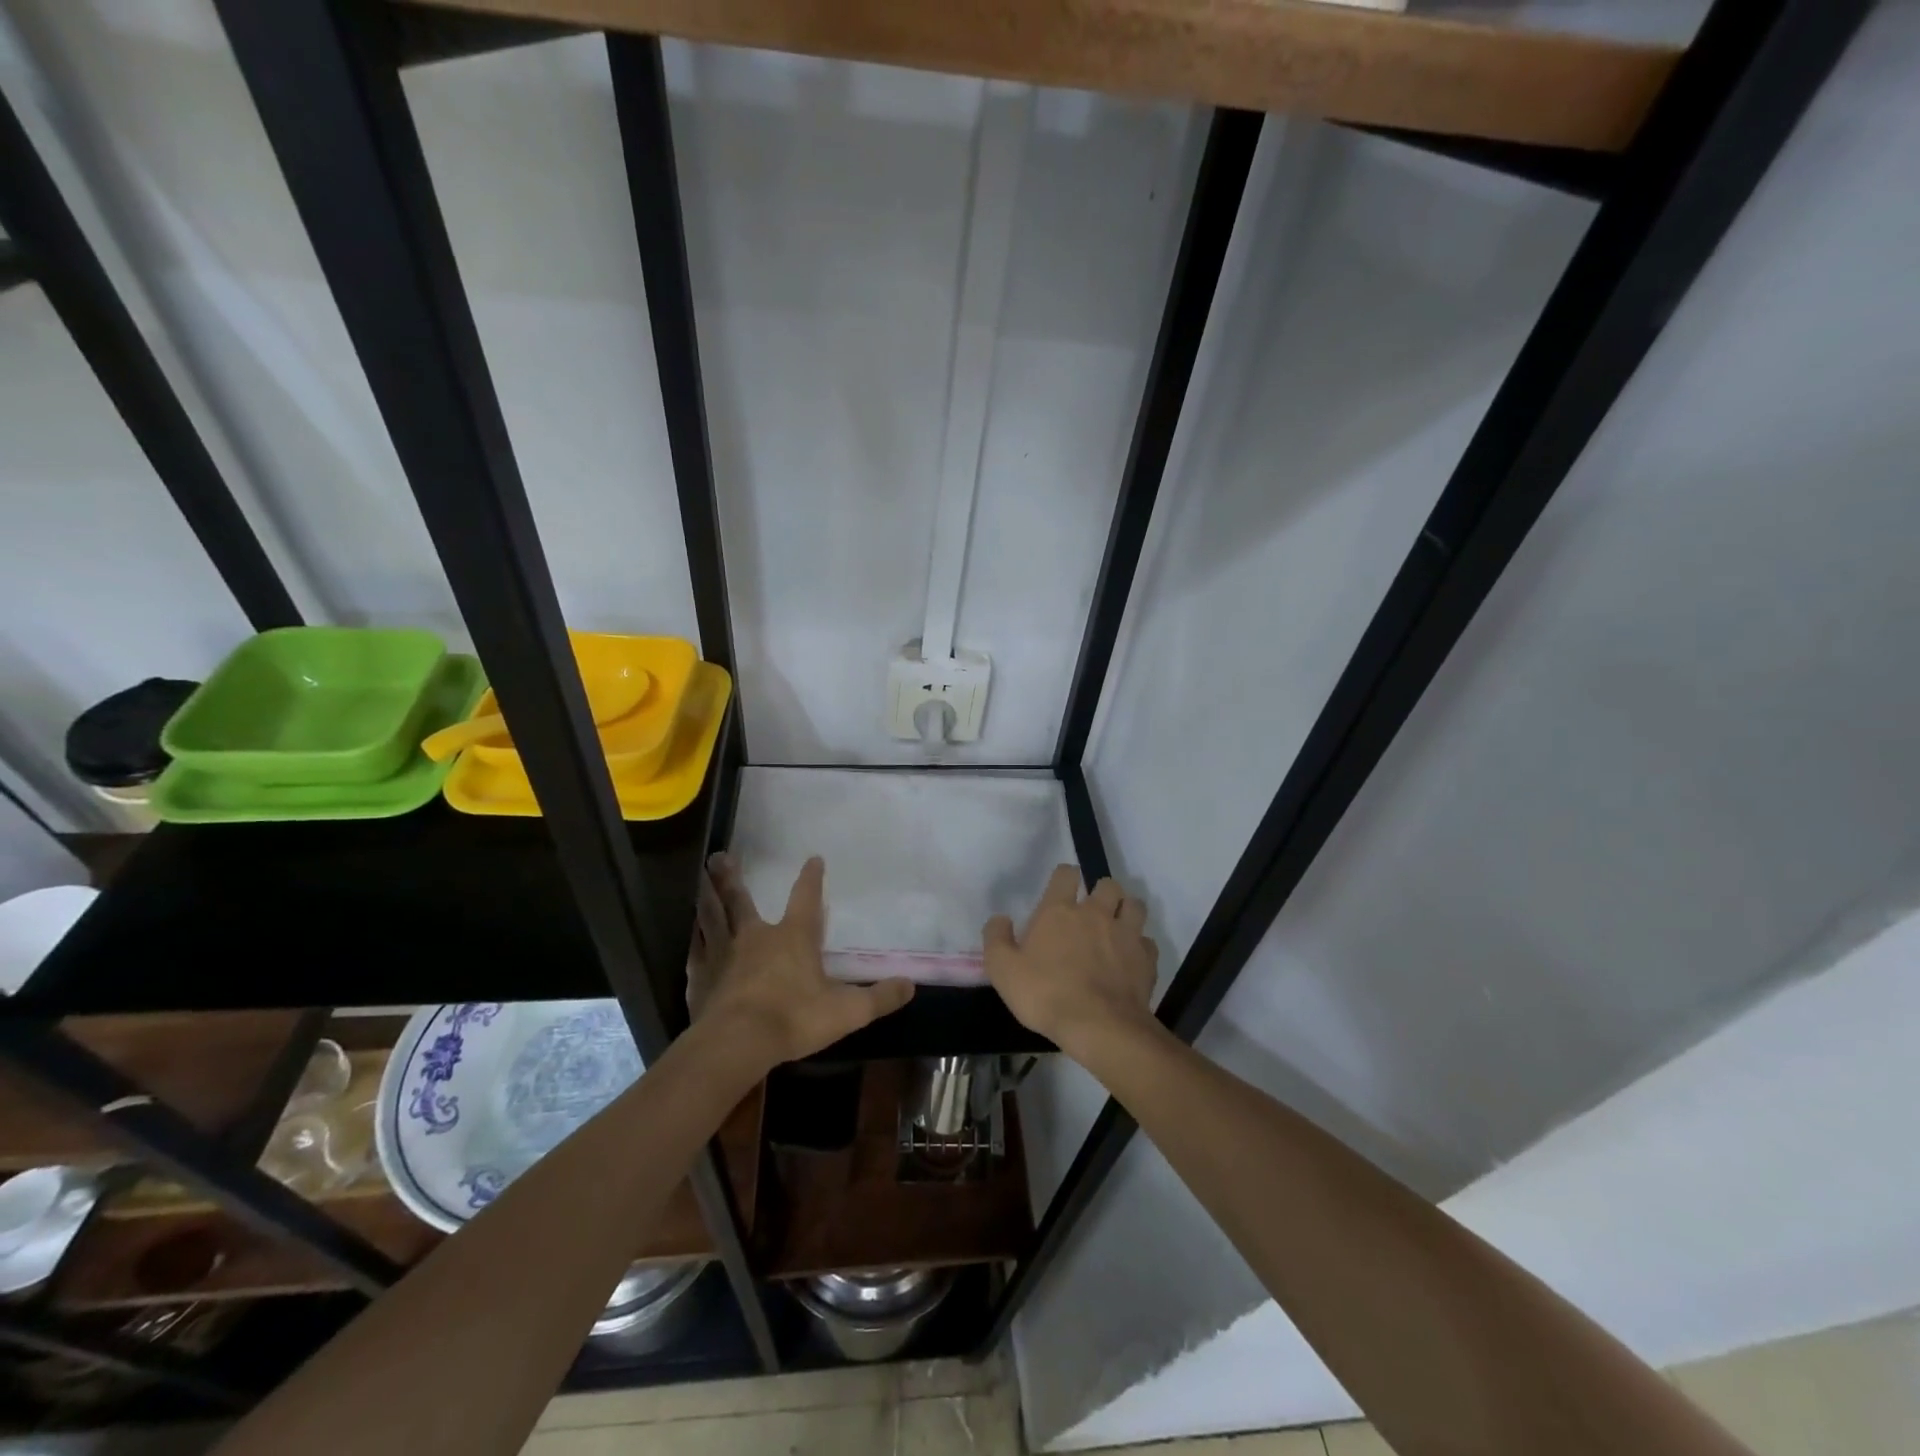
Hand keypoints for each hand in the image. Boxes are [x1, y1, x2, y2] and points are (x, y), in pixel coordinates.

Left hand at [692, 854, 913, 1067]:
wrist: (737, 1043)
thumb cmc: (794, 1018)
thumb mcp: (847, 1011)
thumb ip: (879, 997)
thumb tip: (910, 984)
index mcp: (793, 937)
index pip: (806, 898)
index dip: (811, 878)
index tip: (813, 859)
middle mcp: (756, 936)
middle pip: (742, 900)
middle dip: (733, 878)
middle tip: (720, 857)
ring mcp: (724, 954)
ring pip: (712, 918)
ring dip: (706, 898)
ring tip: (699, 881)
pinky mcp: (700, 977)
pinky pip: (696, 951)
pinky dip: (694, 941)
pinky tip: (690, 937)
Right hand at [983, 865, 1157, 1059]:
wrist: (1098, 1026)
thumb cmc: (1045, 994)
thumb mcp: (1003, 970)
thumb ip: (996, 939)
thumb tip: (1000, 919)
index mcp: (1059, 911)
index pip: (1066, 873)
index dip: (1064, 877)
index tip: (1061, 889)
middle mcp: (1095, 913)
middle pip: (1108, 884)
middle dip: (1101, 892)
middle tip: (1091, 911)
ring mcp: (1125, 934)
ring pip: (1134, 905)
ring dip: (1126, 911)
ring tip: (1116, 927)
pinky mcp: (1146, 958)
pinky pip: (1147, 942)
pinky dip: (1140, 947)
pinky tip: (1131, 960)